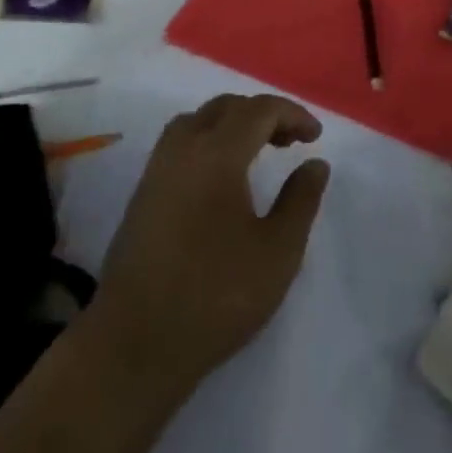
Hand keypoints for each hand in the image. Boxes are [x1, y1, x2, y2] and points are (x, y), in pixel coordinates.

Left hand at [86, 94, 330, 397]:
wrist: (135, 345)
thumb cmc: (216, 296)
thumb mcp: (278, 252)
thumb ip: (301, 200)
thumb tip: (315, 163)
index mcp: (216, 154)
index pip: (259, 110)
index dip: (292, 114)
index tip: (316, 137)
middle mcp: (182, 150)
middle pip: (225, 107)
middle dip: (263, 114)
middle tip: (291, 141)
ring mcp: (156, 171)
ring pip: (197, 121)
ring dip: (232, 124)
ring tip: (257, 151)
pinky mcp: (142, 195)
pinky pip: (179, 144)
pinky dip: (208, 141)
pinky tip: (222, 178)